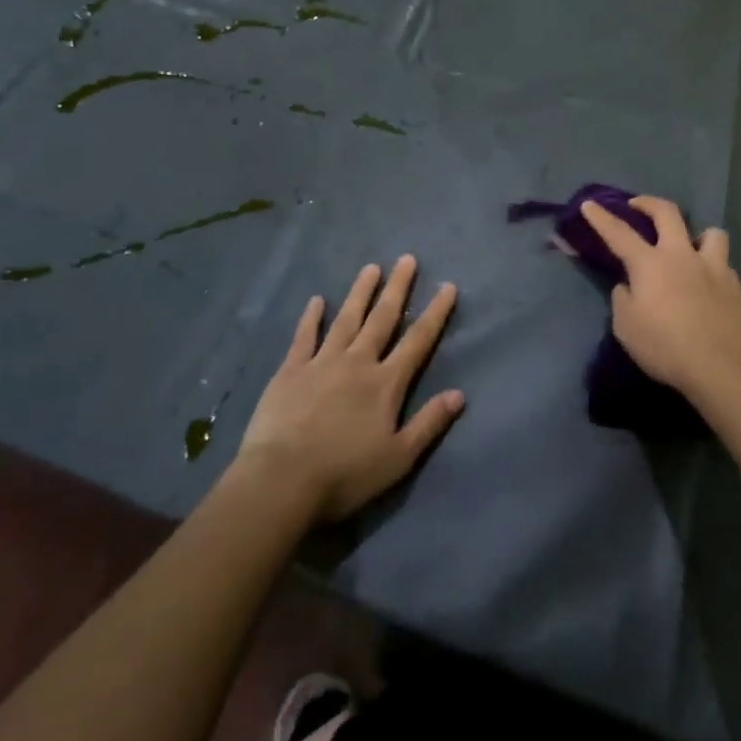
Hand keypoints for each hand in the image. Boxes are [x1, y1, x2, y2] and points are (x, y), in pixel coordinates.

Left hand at [239, 257, 463, 520]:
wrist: (281, 482)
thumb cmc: (345, 474)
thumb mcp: (398, 458)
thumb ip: (429, 423)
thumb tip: (460, 394)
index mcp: (386, 383)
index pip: (418, 341)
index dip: (435, 313)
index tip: (447, 286)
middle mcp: (358, 362)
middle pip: (382, 319)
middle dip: (397, 288)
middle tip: (407, 259)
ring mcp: (322, 363)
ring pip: (346, 319)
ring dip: (360, 292)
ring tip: (371, 267)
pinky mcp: (290, 371)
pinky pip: (304, 337)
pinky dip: (311, 317)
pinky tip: (317, 300)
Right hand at [579, 196, 740, 400]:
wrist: (718, 365)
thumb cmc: (664, 346)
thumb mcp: (626, 327)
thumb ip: (623, 298)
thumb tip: (629, 286)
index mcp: (650, 264)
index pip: (619, 233)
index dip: (601, 218)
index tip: (589, 204)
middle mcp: (681, 255)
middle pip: (667, 213)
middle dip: (648, 203)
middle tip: (637, 206)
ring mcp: (712, 266)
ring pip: (710, 232)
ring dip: (697, 234)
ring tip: (690, 247)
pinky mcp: (733, 284)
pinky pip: (723, 263)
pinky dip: (712, 266)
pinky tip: (708, 282)